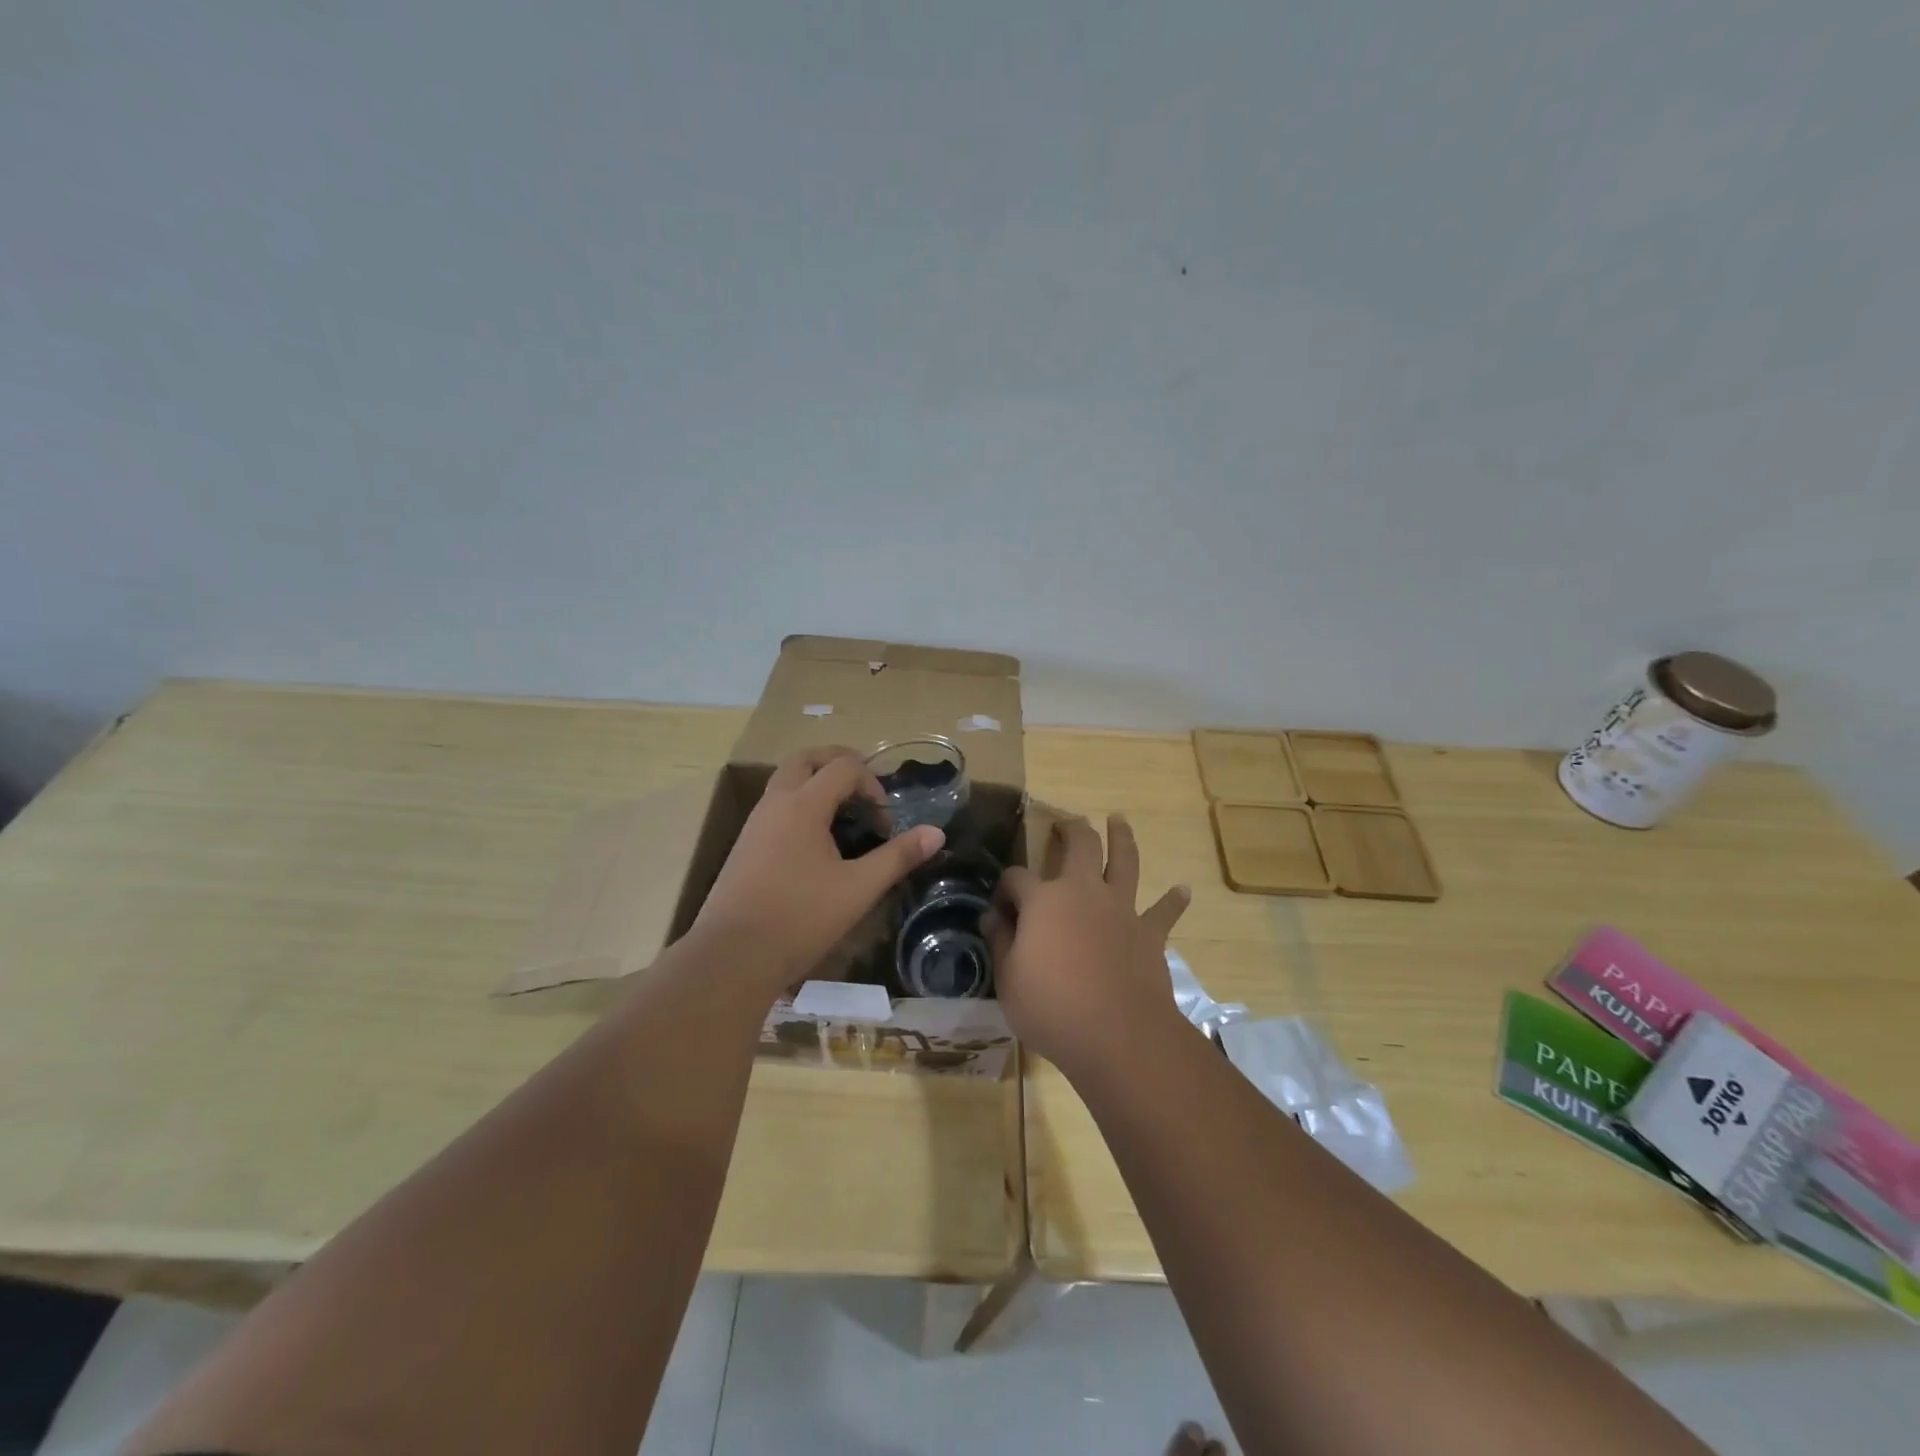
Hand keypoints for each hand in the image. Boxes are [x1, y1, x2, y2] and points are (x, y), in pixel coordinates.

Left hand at [693, 746, 943, 989]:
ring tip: (844, 817)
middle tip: (864, 789)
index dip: (872, 784)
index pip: (844, 766)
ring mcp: (755, 823)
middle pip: (807, 759)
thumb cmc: (800, 918)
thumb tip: (936, 833)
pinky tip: (816, 844)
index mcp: (803, 805)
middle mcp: (775, 803)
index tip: (884, 822)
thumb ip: (897, 857)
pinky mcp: (745, 845)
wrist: (731, 957)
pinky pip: (776, 805)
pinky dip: (801, 805)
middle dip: (839, 764)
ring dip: (817, 784)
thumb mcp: (858, 889)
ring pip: (787, 781)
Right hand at [984, 814, 1189, 1076]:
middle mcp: (1084, 892)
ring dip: (1122, 838)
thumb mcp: (1008, 980)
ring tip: (1119, 820)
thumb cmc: (1052, 1008)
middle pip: (1080, 845)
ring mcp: (1121, 909)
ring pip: (1125, 861)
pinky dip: (1174, 900)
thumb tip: (992, 917)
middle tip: (1066, 822)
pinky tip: (1184, 890)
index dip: (1005, 887)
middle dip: (1071, 829)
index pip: (1016, 877)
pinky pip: (1164, 911)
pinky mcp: (1149, 933)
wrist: (1119, 1035)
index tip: (1000, 906)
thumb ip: (1000, 943)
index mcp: (1044, 900)